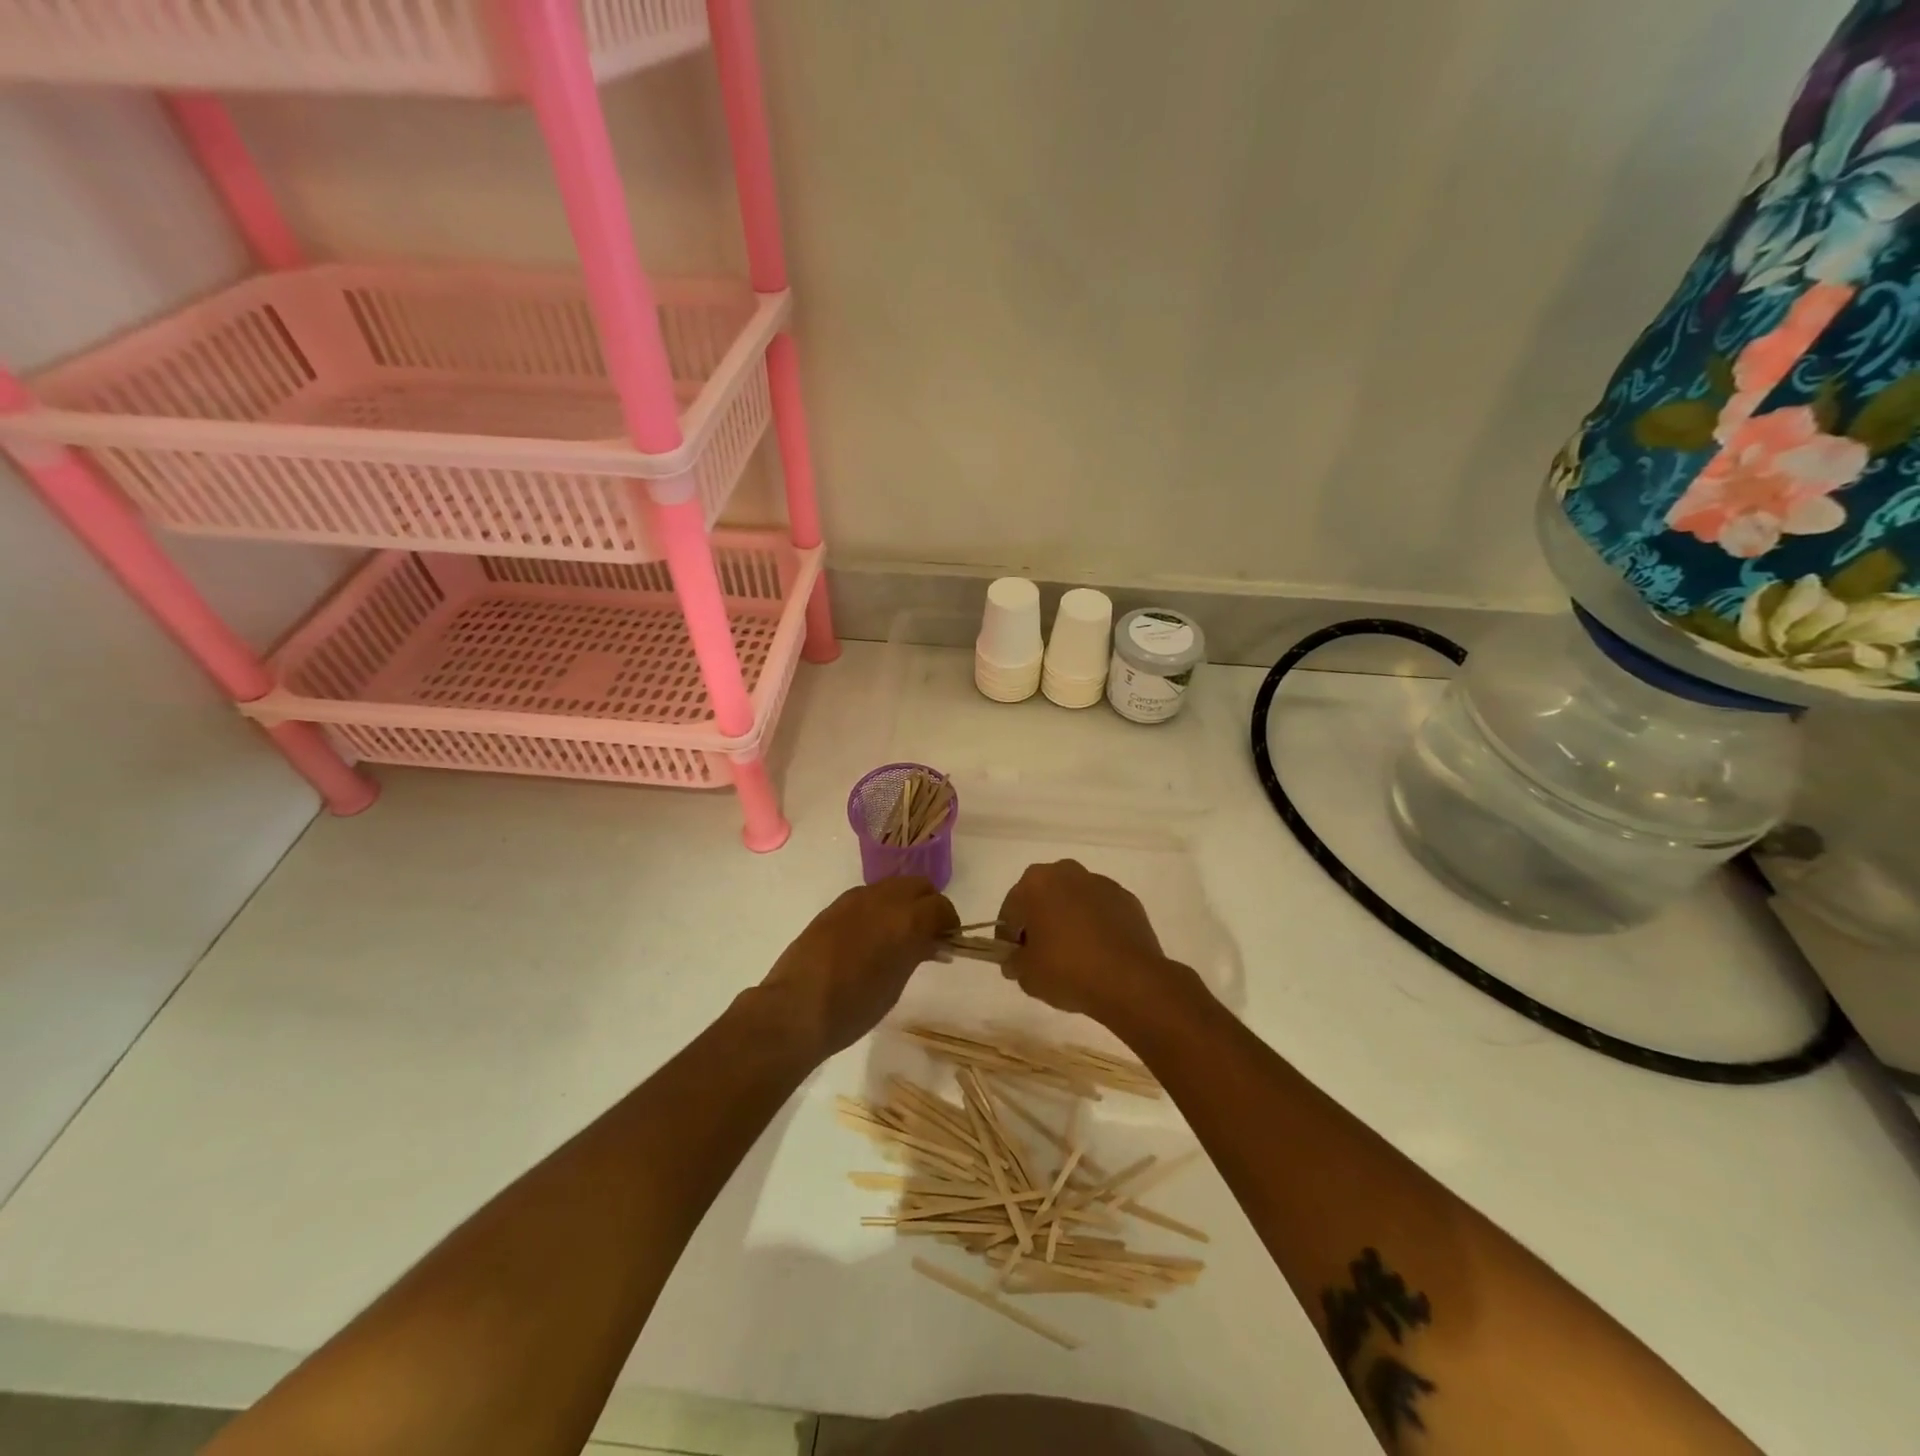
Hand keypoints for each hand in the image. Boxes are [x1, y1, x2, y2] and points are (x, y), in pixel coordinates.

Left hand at [755, 878, 958, 1061]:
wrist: (796, 1008)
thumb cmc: (854, 1007)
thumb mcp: (896, 984)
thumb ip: (917, 954)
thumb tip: (933, 944)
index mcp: (906, 919)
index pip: (941, 906)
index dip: (949, 922)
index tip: (948, 941)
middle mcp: (884, 899)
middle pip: (918, 885)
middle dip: (928, 904)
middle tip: (928, 933)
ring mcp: (856, 899)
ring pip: (892, 886)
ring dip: (903, 903)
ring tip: (899, 934)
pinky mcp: (834, 906)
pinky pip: (868, 896)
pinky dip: (879, 907)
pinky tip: (871, 935)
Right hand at [995, 859, 1205, 1036]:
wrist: (1130, 981)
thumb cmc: (1067, 970)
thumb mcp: (1026, 974)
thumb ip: (1014, 961)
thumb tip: (1016, 959)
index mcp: (1035, 883)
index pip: (1010, 911)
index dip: (1008, 937)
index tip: (1014, 959)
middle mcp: (1066, 872)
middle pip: (1042, 897)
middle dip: (1039, 921)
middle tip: (1041, 955)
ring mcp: (1100, 883)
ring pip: (1073, 900)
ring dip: (1068, 919)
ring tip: (1073, 955)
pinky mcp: (1126, 898)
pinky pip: (1100, 910)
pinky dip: (1095, 925)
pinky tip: (1098, 953)